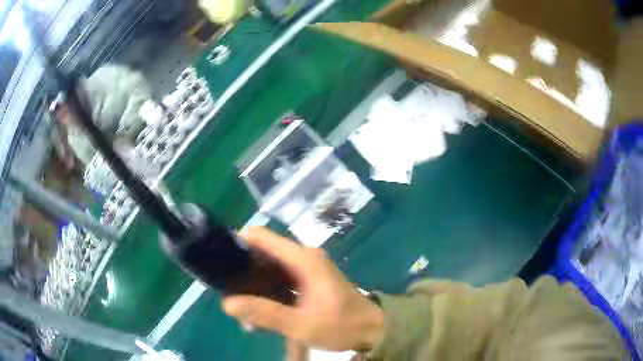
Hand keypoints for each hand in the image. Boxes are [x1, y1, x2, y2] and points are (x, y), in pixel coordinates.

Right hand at [222, 227, 383, 351]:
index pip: (261, 236)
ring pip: (269, 268)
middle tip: (230, 295)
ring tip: (243, 310)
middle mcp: (302, 257)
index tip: (221, 264)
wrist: (372, 329)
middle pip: (262, 253)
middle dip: (243, 271)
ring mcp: (306, 268)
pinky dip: (267, 291)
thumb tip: (227, 303)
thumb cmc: (341, 325)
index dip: (238, 244)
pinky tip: (260, 312)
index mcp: (302, 259)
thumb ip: (264, 313)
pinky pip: (280, 279)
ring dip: (254, 285)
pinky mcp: (308, 280)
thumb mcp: (301, 324)